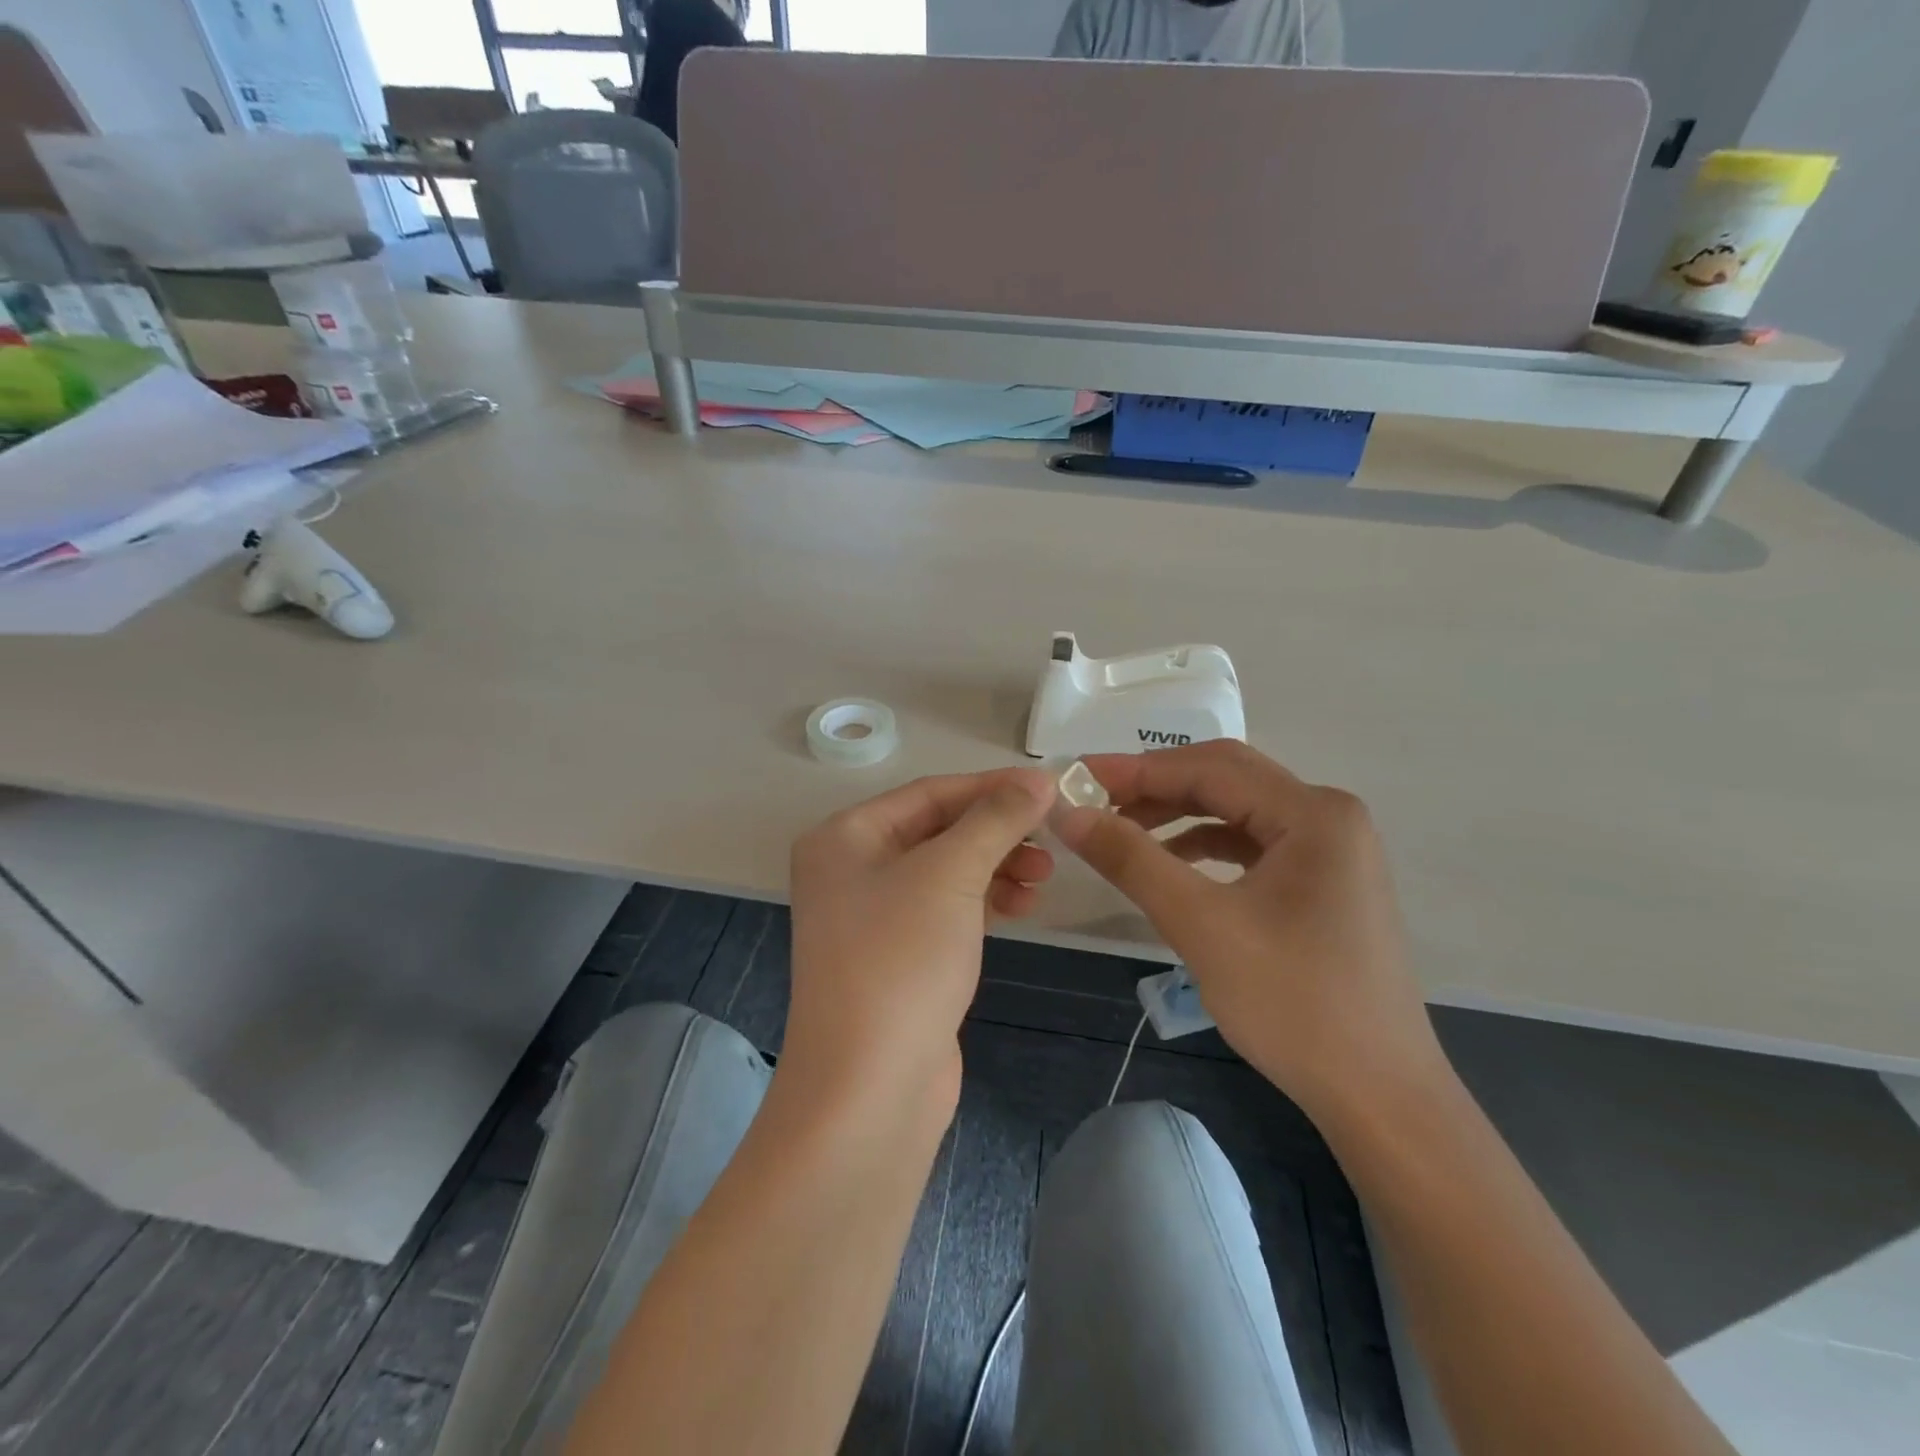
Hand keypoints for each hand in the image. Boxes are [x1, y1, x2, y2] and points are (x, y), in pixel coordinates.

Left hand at [785, 768, 1056, 1117]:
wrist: (869, 1088)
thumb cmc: (901, 960)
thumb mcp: (950, 875)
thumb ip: (996, 819)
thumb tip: (1039, 779)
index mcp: (844, 837)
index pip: (929, 793)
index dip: (991, 788)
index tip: (1049, 790)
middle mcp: (850, 870)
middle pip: (938, 831)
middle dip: (996, 832)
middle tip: (1051, 842)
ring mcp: (872, 917)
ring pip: (946, 872)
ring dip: (996, 867)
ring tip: (1042, 879)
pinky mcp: (897, 957)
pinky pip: (946, 910)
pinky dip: (984, 901)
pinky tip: (1021, 906)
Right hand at [1053, 742, 1448, 1119]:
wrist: (1378, 1095)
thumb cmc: (1293, 1003)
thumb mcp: (1201, 925)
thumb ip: (1131, 859)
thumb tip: (1068, 813)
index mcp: (1313, 813)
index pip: (1209, 769)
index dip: (1136, 769)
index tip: (1077, 777)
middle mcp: (1328, 816)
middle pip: (1226, 779)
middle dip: (1156, 786)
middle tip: (1094, 800)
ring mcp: (1330, 850)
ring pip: (1237, 811)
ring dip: (1177, 815)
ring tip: (1121, 830)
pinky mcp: (1322, 882)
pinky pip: (1252, 844)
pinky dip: (1204, 845)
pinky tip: (1169, 863)